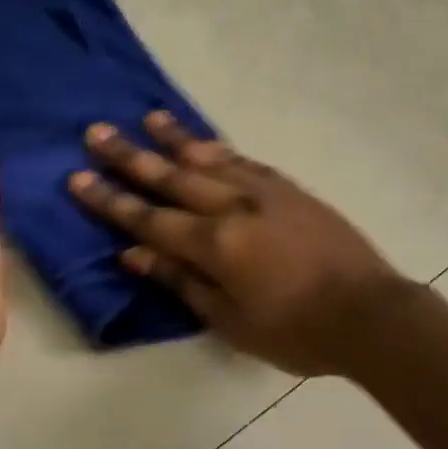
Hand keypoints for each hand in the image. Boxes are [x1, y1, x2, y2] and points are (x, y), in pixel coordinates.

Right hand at [69, 113, 409, 376]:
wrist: (369, 312)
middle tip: (97, 132)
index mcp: (215, 244)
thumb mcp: (231, 321)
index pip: (149, 218)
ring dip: (175, 138)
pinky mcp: (290, 189)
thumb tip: (135, 254)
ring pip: (209, 158)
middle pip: (172, 176)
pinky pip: (245, 160)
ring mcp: (265, 192)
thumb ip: (182, 282)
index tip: (78, 177)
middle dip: (131, 156)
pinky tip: (206, 142)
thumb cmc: (296, 331)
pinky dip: (220, 148)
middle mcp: (234, 206)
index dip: (111, 200)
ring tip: (148, 117)